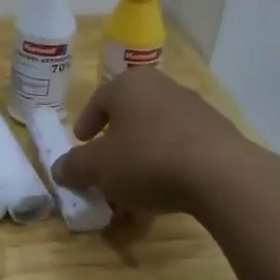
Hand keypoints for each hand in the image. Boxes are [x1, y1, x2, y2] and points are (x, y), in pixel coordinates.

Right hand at [51, 70, 254, 226]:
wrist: (220, 174)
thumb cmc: (147, 160)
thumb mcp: (98, 168)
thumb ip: (74, 166)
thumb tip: (59, 168)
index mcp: (129, 85)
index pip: (99, 99)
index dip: (86, 123)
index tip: (81, 143)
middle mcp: (162, 87)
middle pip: (129, 117)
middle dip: (115, 146)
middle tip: (105, 170)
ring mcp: (194, 108)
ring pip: (155, 135)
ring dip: (141, 161)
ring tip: (133, 191)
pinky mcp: (217, 133)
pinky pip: (181, 149)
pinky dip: (167, 168)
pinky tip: (164, 195)